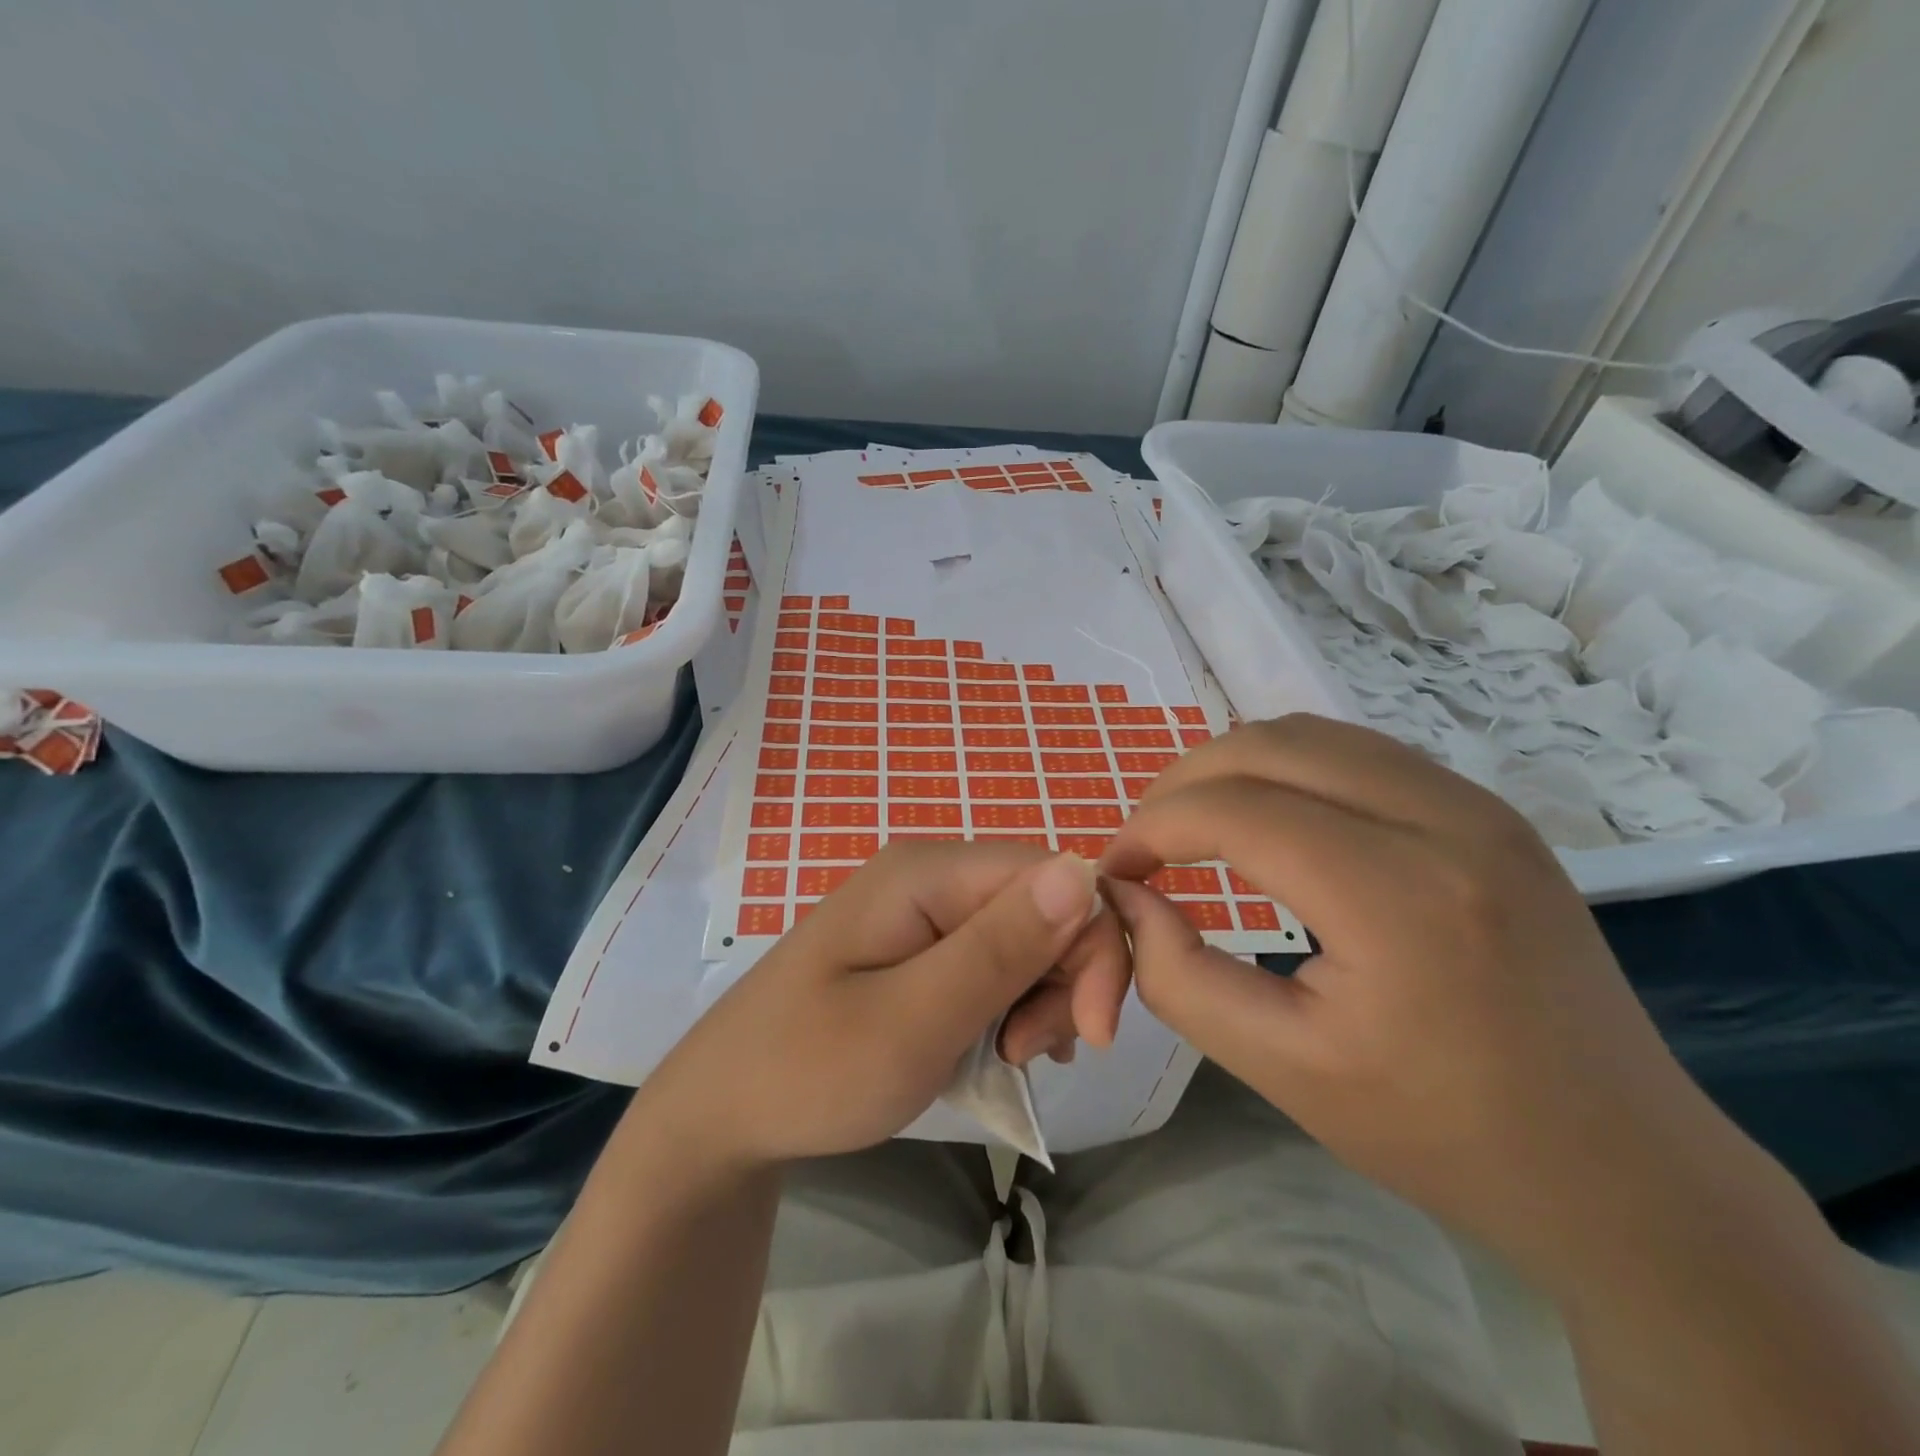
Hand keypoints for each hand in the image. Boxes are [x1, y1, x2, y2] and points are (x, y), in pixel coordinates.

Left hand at [636, 842, 1123, 1168]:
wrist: (722, 1113)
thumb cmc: (808, 1071)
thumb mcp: (911, 1022)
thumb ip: (998, 949)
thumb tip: (1082, 869)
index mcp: (928, 872)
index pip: (1055, 877)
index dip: (1091, 946)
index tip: (1089, 1033)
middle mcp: (931, 876)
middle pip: (1045, 906)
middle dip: (1064, 981)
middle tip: (1025, 1054)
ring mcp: (923, 911)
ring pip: (1028, 939)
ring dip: (1040, 1001)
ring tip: (1004, 1059)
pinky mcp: (920, 947)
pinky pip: (996, 963)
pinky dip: (1012, 1007)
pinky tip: (996, 1049)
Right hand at [1100, 715, 1741, 1280]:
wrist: (1622, 1168)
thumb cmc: (1441, 1133)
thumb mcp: (1282, 1068)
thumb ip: (1178, 976)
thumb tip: (1125, 896)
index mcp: (1399, 897)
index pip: (1234, 810)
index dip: (1152, 827)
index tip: (1116, 869)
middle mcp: (1446, 821)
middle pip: (1268, 746)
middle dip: (1183, 783)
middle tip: (1146, 843)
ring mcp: (1478, 805)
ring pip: (1312, 734)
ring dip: (1234, 768)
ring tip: (1195, 825)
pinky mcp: (1489, 811)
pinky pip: (1358, 752)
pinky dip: (1288, 770)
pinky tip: (1269, 821)